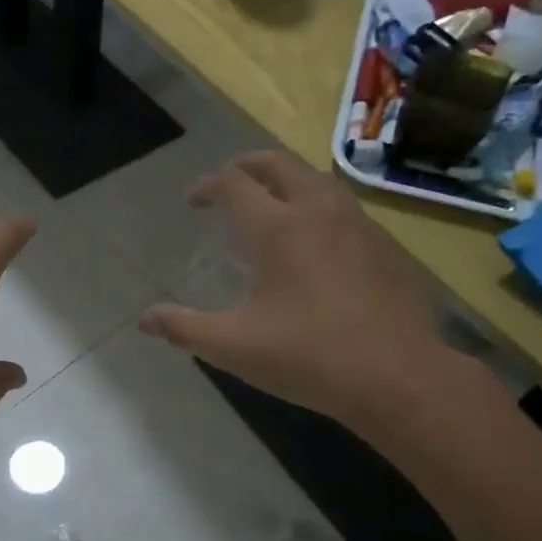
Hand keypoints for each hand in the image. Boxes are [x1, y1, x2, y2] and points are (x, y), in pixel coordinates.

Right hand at [138, 152, 459, 430]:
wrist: (397, 376)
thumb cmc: (307, 356)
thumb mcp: (233, 347)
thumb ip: (184, 328)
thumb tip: (144, 320)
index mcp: (278, 228)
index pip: (235, 183)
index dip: (208, 185)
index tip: (193, 200)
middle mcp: (318, 212)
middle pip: (280, 164)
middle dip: (248, 165)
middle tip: (229, 181)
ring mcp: (359, 225)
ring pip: (319, 180)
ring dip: (288, 181)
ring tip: (272, 204)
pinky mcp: (387, 247)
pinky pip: (345, 208)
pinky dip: (319, 208)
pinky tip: (318, 243)